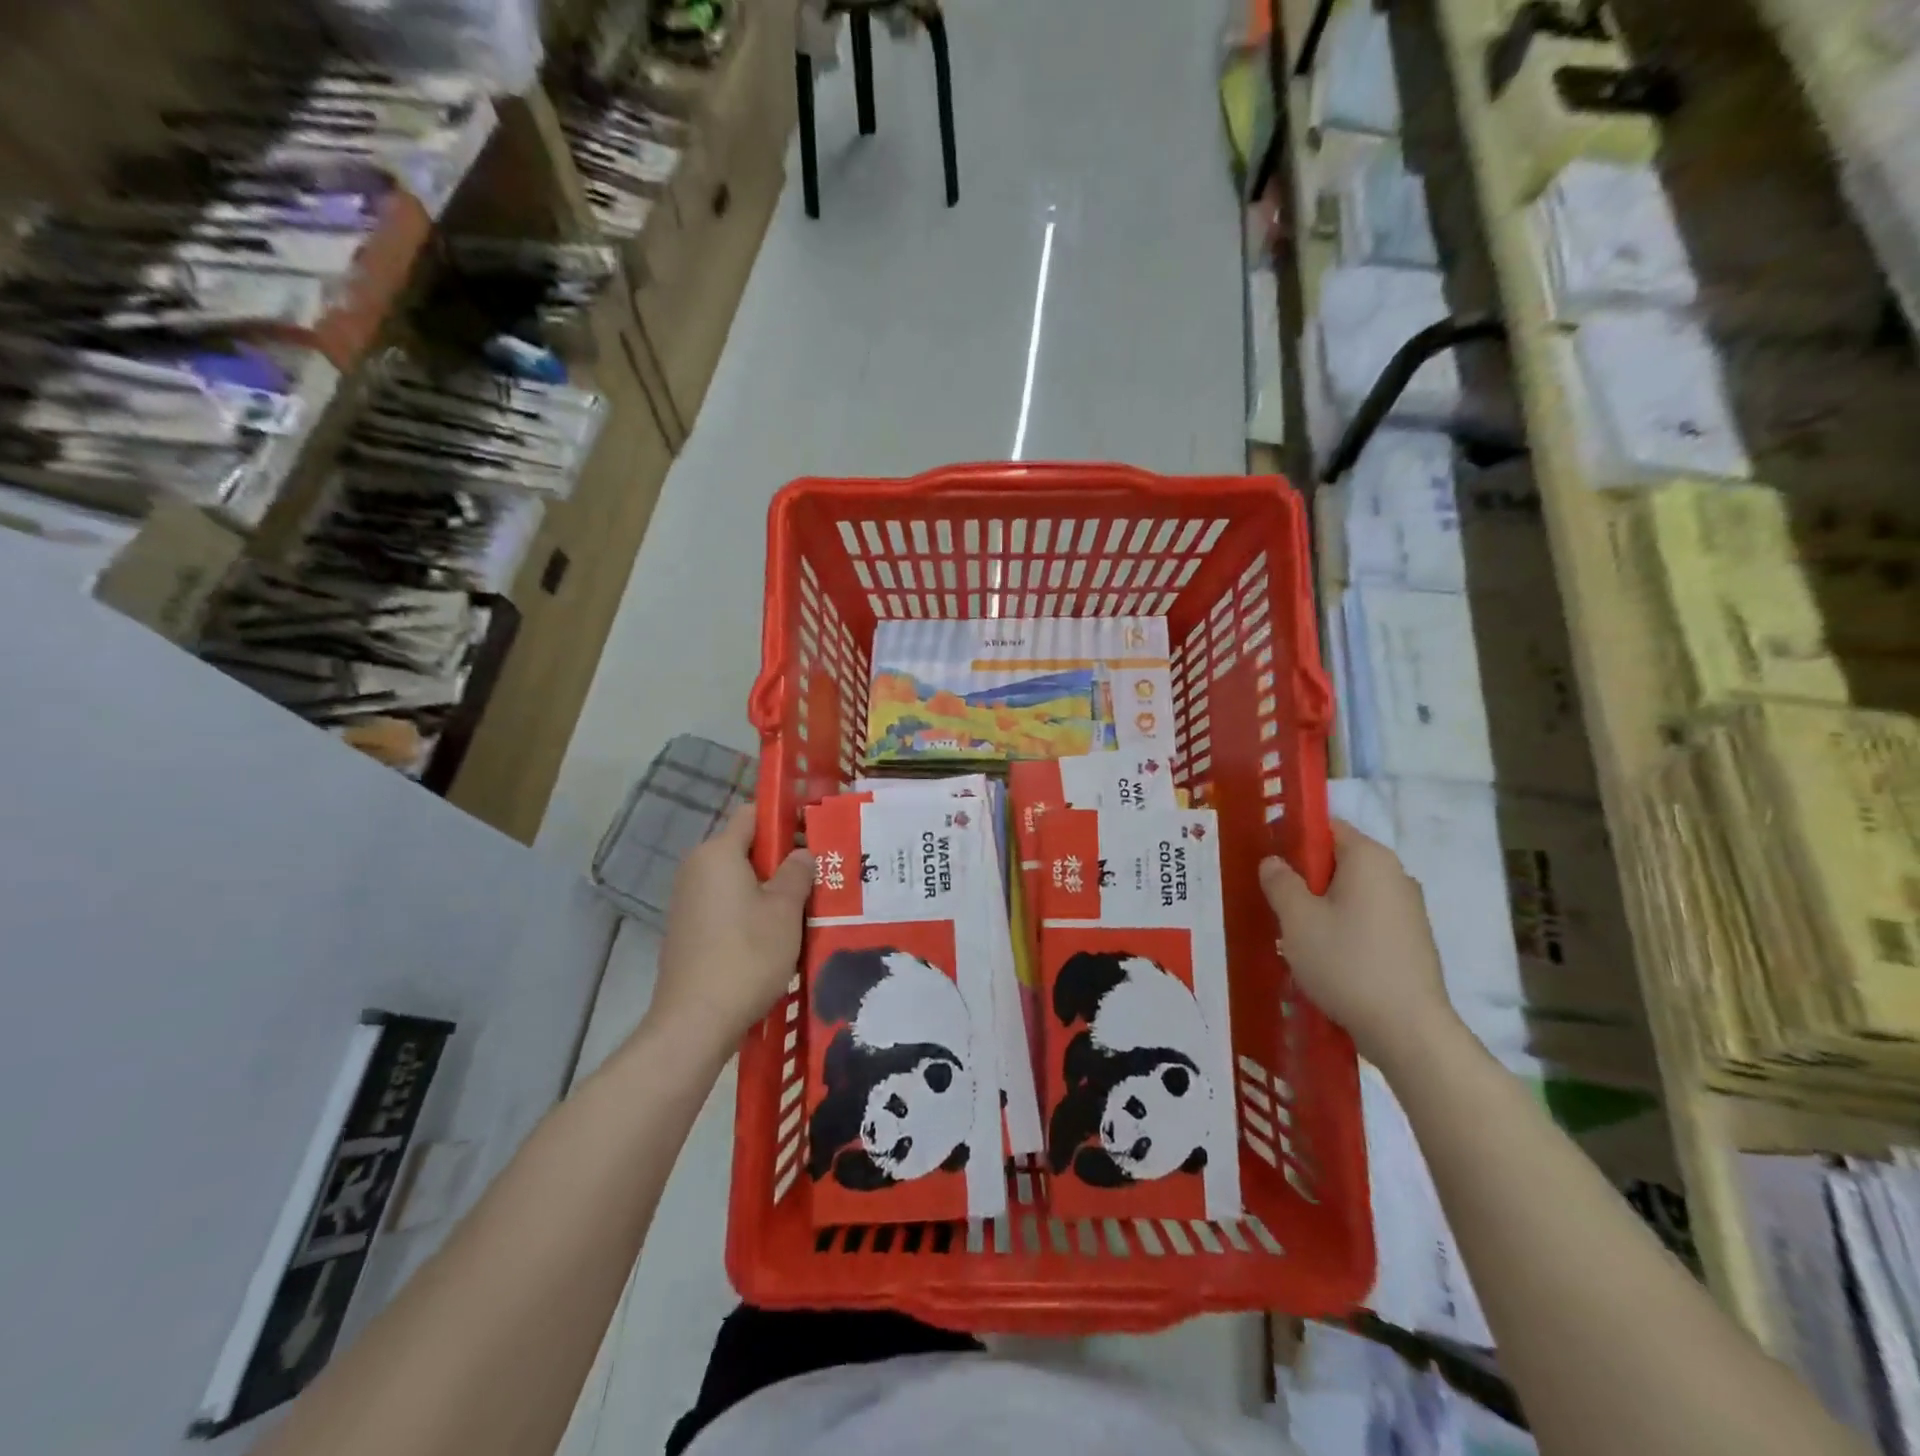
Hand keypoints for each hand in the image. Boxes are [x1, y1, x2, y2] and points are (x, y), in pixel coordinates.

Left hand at [651, 808, 812, 1053]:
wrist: (695, 1022)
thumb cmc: (746, 956)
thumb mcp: (785, 910)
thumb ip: (797, 873)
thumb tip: (802, 853)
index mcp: (718, 853)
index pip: (753, 814)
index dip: (785, 818)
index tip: (815, 833)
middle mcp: (697, 868)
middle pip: (746, 847)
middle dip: (782, 858)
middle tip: (819, 876)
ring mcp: (688, 900)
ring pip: (738, 879)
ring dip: (770, 888)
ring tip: (805, 908)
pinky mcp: (688, 929)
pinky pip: (726, 904)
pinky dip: (750, 910)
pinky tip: (776, 935)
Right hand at [1259, 819, 1456, 1070]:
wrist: (1407, 1030)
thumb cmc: (1346, 962)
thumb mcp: (1297, 919)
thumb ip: (1279, 882)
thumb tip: (1273, 861)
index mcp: (1369, 858)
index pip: (1326, 827)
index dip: (1292, 837)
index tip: (1267, 860)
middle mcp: (1395, 874)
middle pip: (1339, 860)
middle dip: (1305, 876)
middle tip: (1274, 901)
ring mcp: (1408, 909)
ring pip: (1351, 893)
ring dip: (1322, 905)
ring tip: (1294, 934)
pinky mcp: (1412, 940)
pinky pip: (1367, 918)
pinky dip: (1344, 927)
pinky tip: (1325, 956)